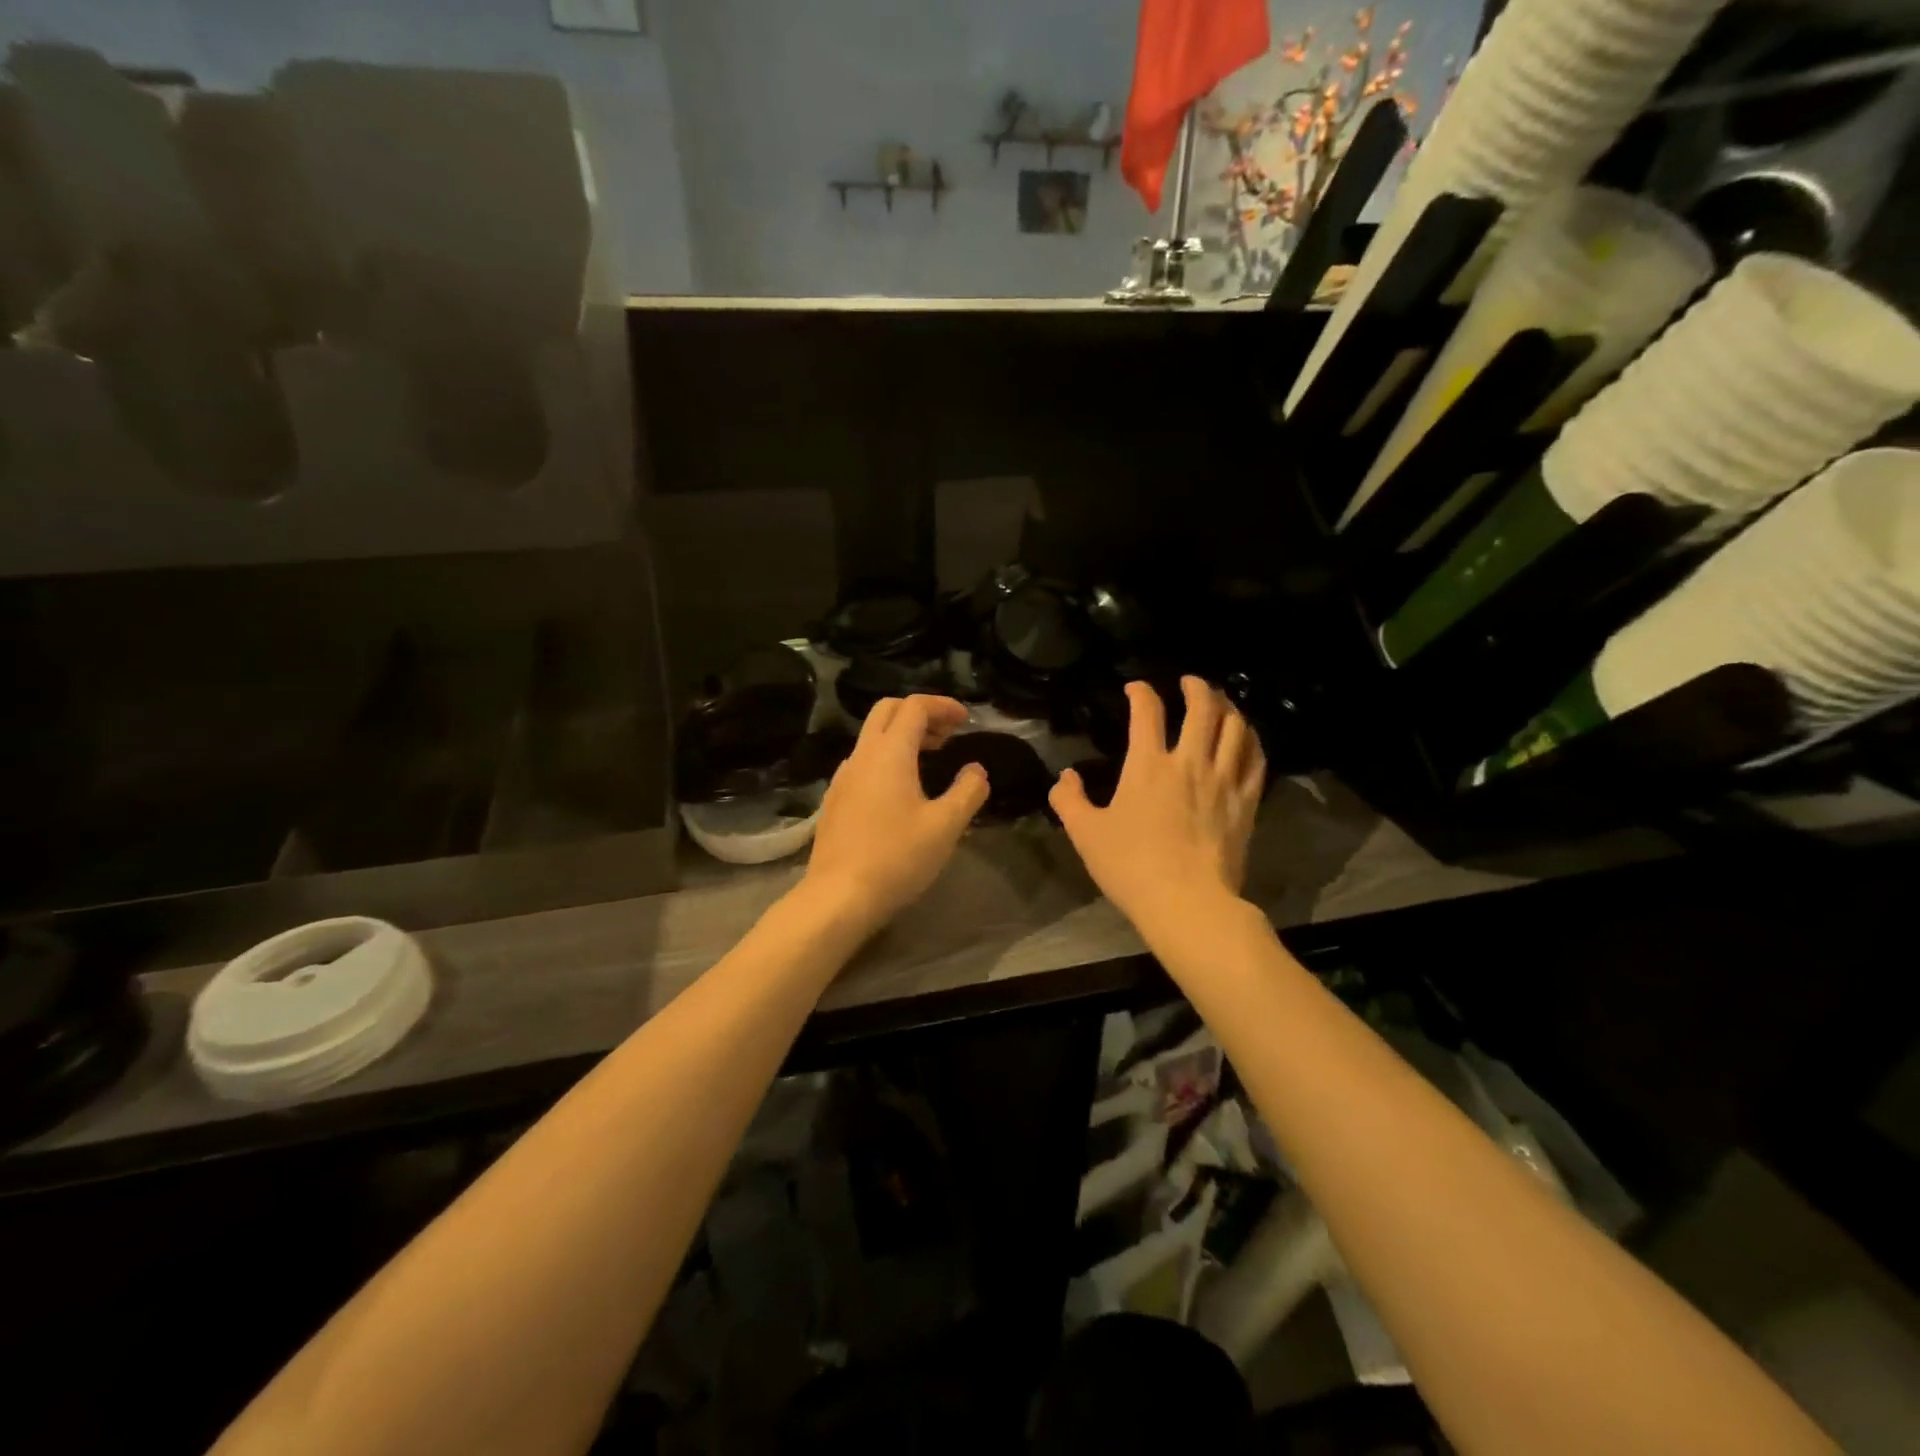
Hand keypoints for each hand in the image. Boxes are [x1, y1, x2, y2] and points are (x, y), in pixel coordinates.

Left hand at [802, 695, 989, 932]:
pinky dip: (887, 758)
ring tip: (931, 759)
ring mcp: (843, 777)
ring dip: (902, 736)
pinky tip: (902, 789)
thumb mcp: (946, 826)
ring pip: (872, 737)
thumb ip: (967, 791)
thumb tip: (976, 770)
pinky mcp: (835, 800)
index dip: (942, 705)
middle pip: (887, 711)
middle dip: (920, 713)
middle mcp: (861, 756)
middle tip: (948, 734)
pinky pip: (863, 762)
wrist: (838, 897)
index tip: (966, 719)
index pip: (914, 707)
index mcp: (889, 753)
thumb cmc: (897, 857)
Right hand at [1049, 677, 1264, 935]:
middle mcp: (1189, 762)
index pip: (1147, 712)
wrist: (1187, 902)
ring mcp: (1223, 781)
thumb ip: (1069, 800)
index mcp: (1147, 766)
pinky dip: (1251, 741)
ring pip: (1235, 728)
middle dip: (1195, 687)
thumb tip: (1065, 776)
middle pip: (1202, 708)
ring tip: (1221, 703)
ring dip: (1228, 707)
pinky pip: (1256, 760)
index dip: (1141, 692)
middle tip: (1189, 682)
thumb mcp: (1085, 833)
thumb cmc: (1130, 866)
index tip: (1135, 688)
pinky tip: (1246, 738)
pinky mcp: (1246, 803)